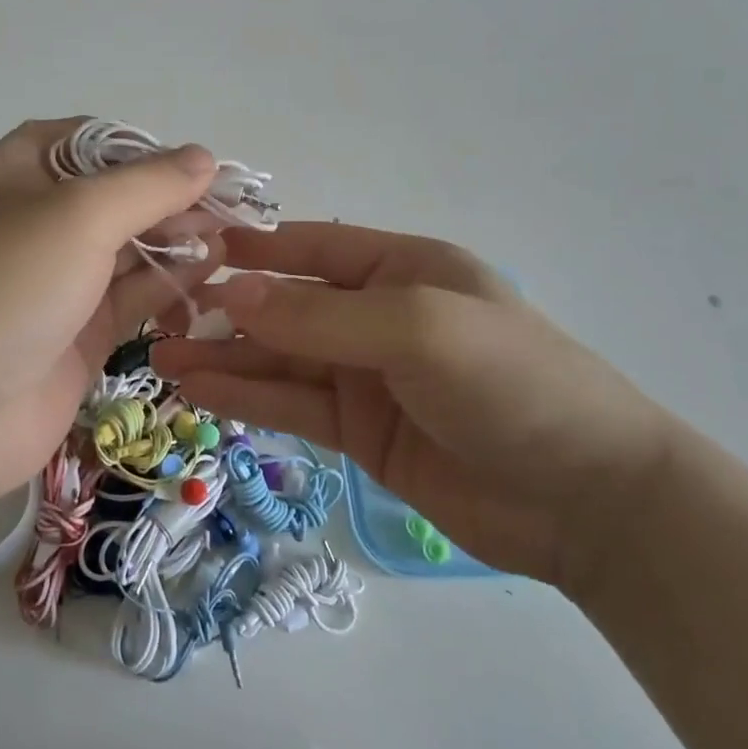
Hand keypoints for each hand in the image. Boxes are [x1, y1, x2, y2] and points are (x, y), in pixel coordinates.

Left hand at [0, 119, 220, 517]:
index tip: (194, 164)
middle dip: (168, 200)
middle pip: (113, 197)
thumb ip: (148, 185)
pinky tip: (208, 279)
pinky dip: (167, 286)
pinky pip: (129, 299)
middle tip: (226, 210)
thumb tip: (204, 158)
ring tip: (227, 243)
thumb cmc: (4, 286)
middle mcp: (32, 223)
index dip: (140, 147)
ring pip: (126, 250)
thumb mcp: (77, 215)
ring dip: (174, 243)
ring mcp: (54, 283)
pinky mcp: (76, 335)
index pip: (86, 141)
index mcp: (14, 175)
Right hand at [150, 223, 679, 592]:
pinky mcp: (361, 432)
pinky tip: (201, 392)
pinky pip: (293, 405)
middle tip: (159, 316)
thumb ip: (320, 316)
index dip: (255, 248)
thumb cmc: (511, 383)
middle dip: (226, 309)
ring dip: (225, 357)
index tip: (193, 251)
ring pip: (281, 360)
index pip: (313, 249)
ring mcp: (368, 377)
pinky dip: (248, 398)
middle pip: (288, 307)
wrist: (588, 500)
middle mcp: (380, 315)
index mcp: (404, 268)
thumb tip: (232, 293)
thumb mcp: (417, 329)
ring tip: (162, 358)